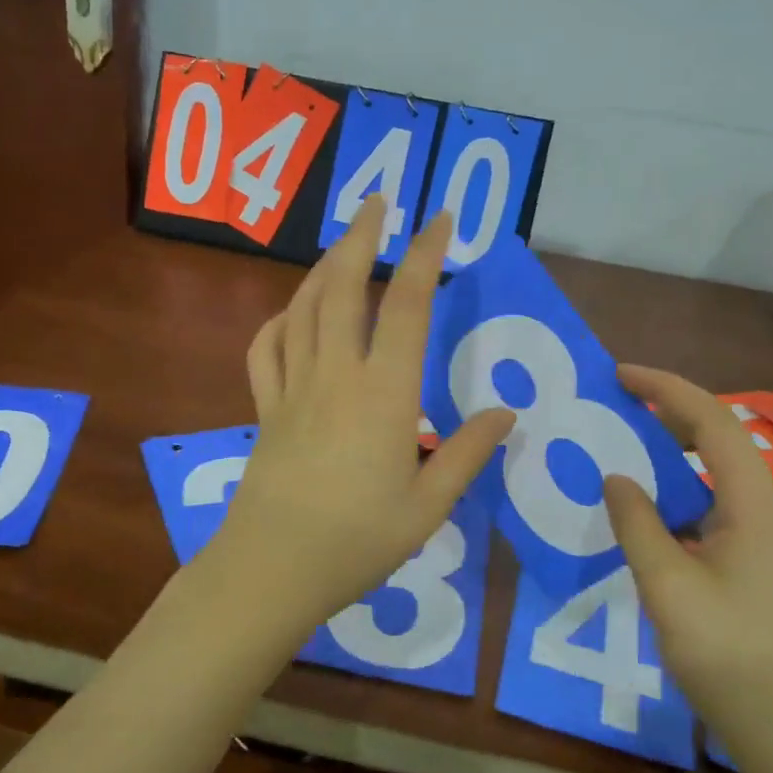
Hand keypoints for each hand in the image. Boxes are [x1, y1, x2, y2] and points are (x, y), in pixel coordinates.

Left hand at [212, 197, 513, 635]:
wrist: (272, 570)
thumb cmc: (358, 542)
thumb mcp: (428, 506)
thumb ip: (467, 454)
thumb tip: (507, 413)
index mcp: (384, 394)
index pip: (407, 305)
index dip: (424, 255)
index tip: (439, 219)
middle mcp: (336, 375)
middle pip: (343, 287)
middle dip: (362, 237)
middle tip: (378, 202)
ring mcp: (293, 388)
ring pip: (303, 308)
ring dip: (322, 267)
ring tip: (343, 245)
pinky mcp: (265, 408)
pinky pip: (266, 348)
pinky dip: (280, 319)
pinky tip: (293, 314)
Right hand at [603, 366, 772, 759]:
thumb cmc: (727, 653)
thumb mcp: (667, 585)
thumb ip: (637, 523)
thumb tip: (616, 477)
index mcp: (754, 502)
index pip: (711, 421)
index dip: (665, 389)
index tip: (619, 374)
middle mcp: (768, 507)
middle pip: (720, 436)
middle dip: (670, 407)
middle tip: (618, 397)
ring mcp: (767, 534)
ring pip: (720, 467)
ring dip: (676, 442)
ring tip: (629, 434)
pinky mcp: (758, 558)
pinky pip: (717, 497)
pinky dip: (682, 480)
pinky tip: (653, 497)